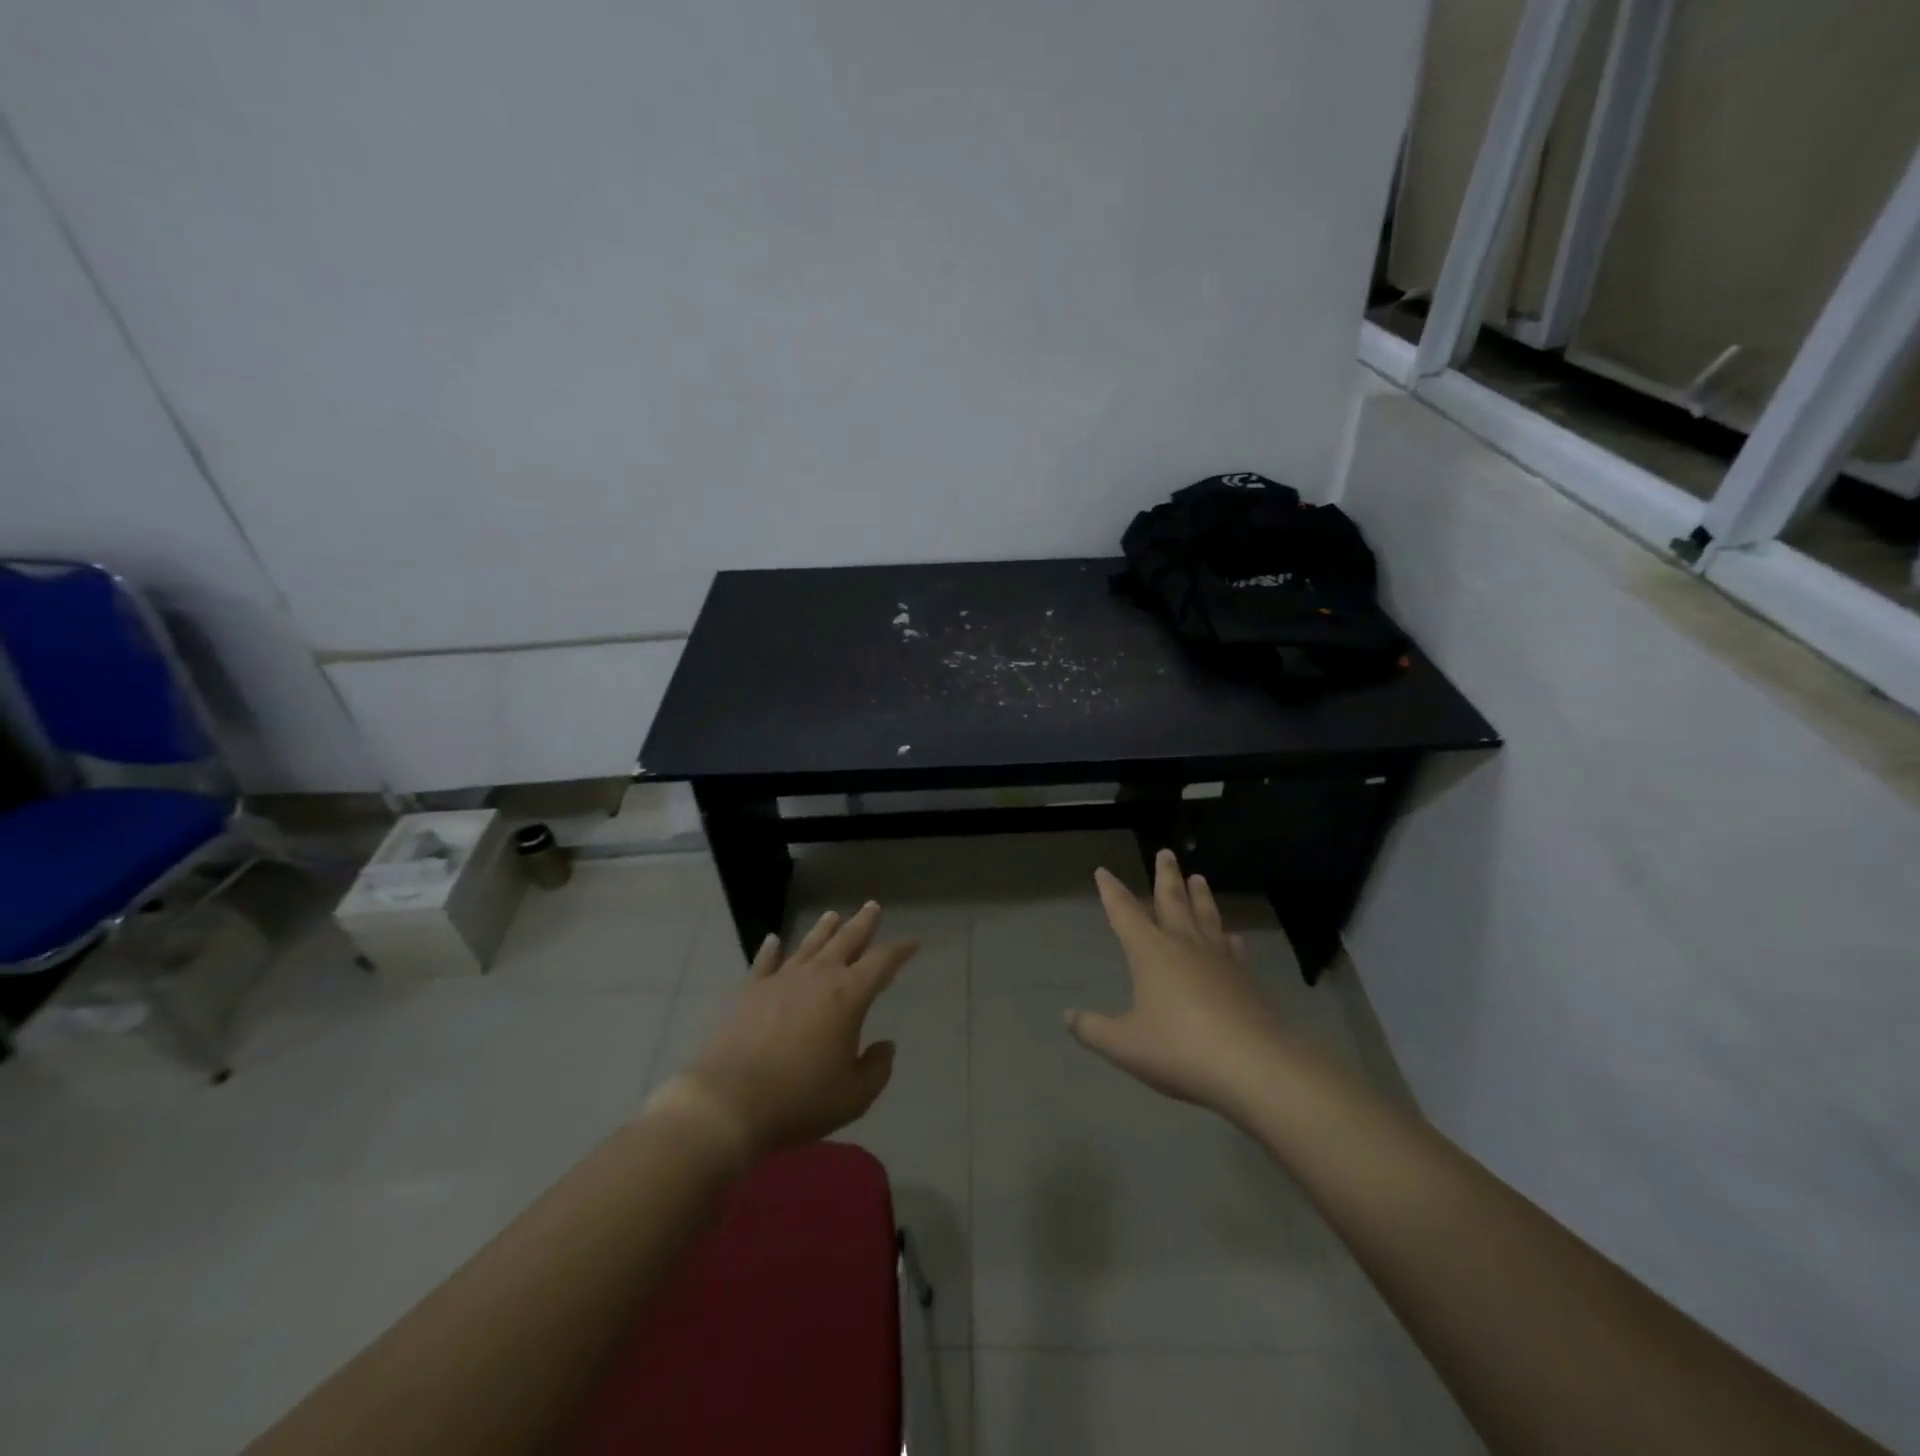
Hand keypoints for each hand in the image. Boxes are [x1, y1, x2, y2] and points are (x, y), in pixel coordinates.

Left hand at [670, 902, 917, 1160]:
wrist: (730, 1103)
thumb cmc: (800, 1099)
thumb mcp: (854, 1096)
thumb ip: (877, 1068)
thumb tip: (885, 1046)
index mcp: (848, 996)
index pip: (882, 963)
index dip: (900, 951)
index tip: (913, 943)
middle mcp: (817, 977)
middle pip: (845, 941)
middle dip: (862, 924)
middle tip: (872, 906)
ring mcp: (781, 980)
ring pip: (809, 945)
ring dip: (823, 929)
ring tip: (832, 915)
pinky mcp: (751, 992)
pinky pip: (765, 963)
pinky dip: (770, 950)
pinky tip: (773, 939)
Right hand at [1066, 849, 1300, 1120]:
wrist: (1253, 1065)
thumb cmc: (1180, 1049)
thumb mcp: (1125, 1045)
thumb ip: (1094, 1030)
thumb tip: (1068, 1017)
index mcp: (1150, 952)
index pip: (1125, 912)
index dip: (1112, 891)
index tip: (1103, 871)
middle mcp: (1184, 944)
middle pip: (1172, 900)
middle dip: (1166, 876)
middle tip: (1166, 853)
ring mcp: (1219, 959)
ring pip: (1206, 916)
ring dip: (1200, 896)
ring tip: (1198, 878)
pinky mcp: (1245, 978)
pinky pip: (1232, 948)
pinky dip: (1227, 937)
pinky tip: (1232, 937)